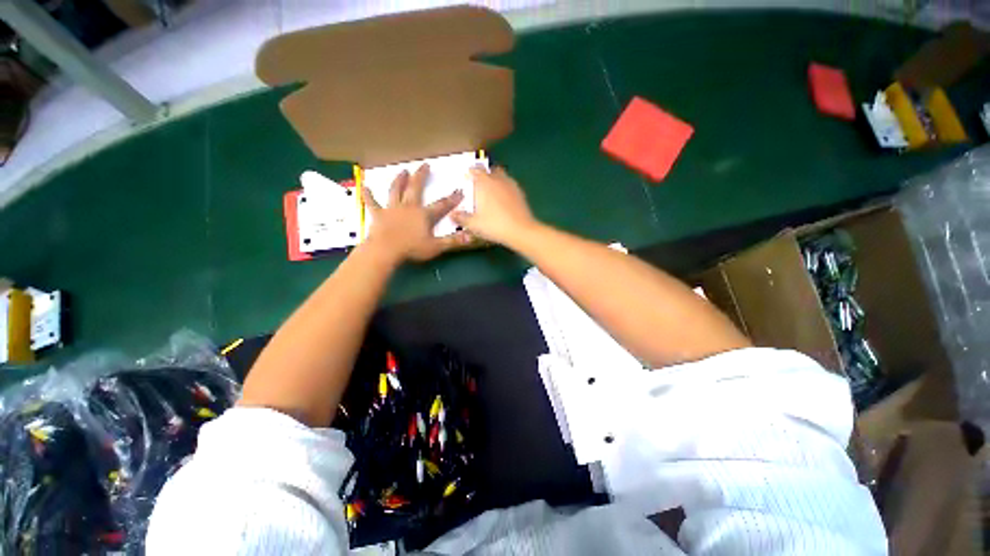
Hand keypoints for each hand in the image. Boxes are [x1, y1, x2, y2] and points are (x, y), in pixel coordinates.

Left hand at [362, 164, 470, 261]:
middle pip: (416, 188)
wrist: (386, 250)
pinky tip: (364, 187)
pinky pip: (372, 202)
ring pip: (396, 190)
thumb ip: (453, 241)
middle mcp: (408, 207)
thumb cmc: (412, 249)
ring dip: (399, 180)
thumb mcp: (436, 247)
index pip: (442, 205)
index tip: (459, 191)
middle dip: (421, 176)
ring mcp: (392, 209)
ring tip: (402, 171)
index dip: (452, 199)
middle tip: (425, 165)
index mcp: (423, 215)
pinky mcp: (378, 214)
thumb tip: (471, 237)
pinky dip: (368, 195)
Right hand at [452, 167, 536, 245]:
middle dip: (484, 175)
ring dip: (496, 180)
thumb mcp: (473, 224)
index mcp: (484, 183)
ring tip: (491, 192)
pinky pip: (510, 185)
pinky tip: (503, 200)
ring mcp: (511, 185)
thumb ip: (461, 218)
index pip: (475, 170)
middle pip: (490, 170)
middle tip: (479, 185)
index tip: (466, 178)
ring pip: (502, 176)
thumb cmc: (493, 225)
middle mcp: (497, 179)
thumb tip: (452, 214)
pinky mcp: (521, 193)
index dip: (470, 173)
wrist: (520, 230)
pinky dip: (505, 188)